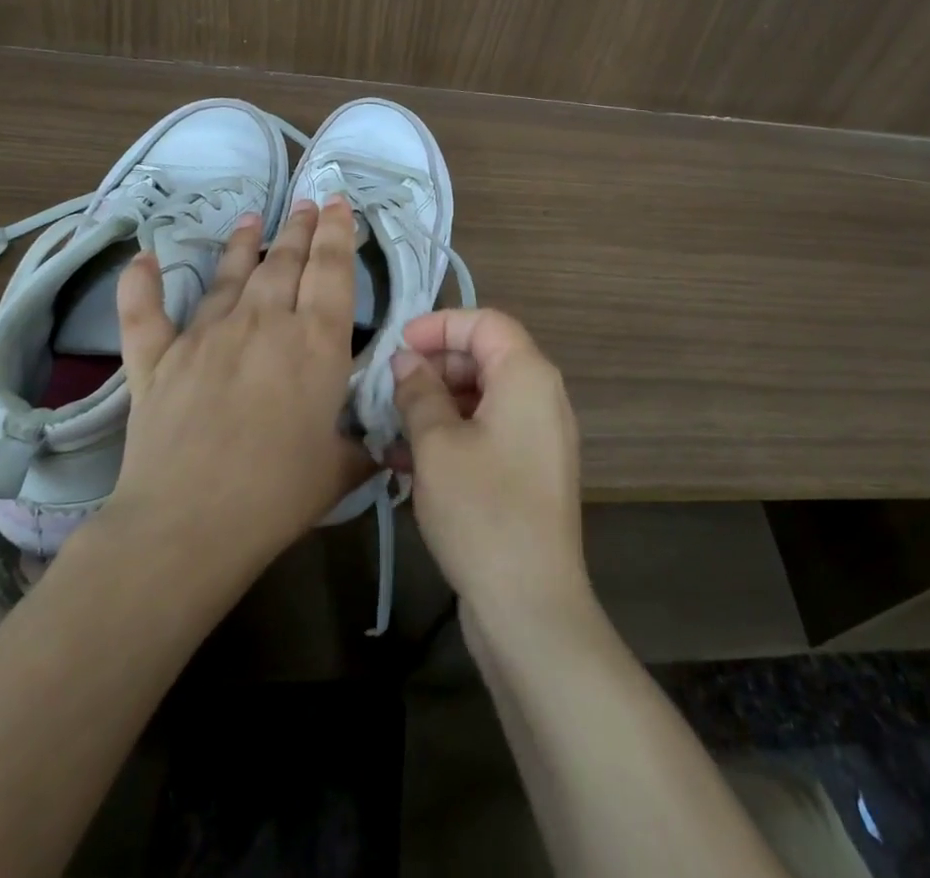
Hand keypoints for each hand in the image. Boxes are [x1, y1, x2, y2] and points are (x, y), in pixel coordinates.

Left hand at [101, 199, 369, 580]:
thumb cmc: (278, 495)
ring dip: (244, 244)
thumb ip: (364, 445)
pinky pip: (145, 314)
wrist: (187, 525)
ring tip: (253, 218)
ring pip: (229, 276)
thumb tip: (388, 443)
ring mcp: (206, 336)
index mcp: (316, 342)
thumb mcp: (341, 468)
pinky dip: (141, 286)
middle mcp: (264, 323)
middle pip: (285, 262)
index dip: (337, 232)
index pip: (332, 270)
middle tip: (305, 202)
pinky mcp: (158, 360)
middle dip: (298, 228)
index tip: (336, 203)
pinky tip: (143, 258)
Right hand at [390, 309, 591, 631]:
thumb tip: (406, 361)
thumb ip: (418, 391)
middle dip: (433, 368)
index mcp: (527, 375)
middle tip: (389, 389)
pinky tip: (406, 462)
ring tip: (389, 428)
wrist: (530, 606)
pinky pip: (487, 433)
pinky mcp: (529, 472)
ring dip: (435, 406)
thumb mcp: (437, 444)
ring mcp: (538, 437)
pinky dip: (451, 437)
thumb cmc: (482, 509)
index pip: (485, 322)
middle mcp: (541, 397)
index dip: (439, 326)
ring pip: (481, 398)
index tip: (397, 345)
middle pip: (484, 358)